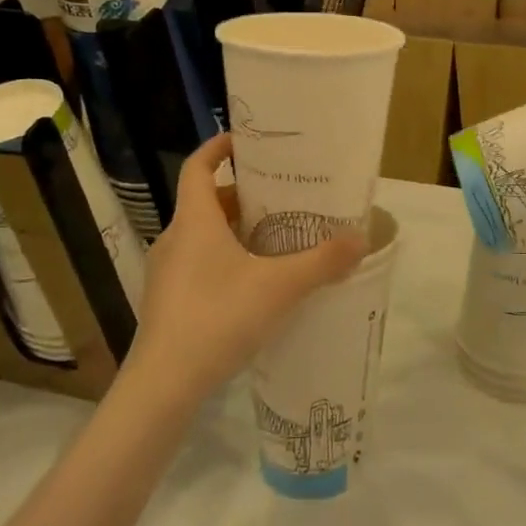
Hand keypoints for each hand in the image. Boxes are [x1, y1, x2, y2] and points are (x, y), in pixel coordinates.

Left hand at [123, 133, 365, 406]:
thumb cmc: (218, 318)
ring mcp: (166, 272)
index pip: (197, 166)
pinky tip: (253, 284)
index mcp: (195, 220)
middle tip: (281, 196)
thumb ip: (322, 262)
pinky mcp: (167, 301)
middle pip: (206, 201)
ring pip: (202, 235)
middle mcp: (175, 238)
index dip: (218, 147)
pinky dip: (223, 259)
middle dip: (241, 195)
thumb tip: (361, 240)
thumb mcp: (279, 287)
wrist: (163, 385)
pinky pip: (197, 264)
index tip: (247, 141)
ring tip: (274, 238)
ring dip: (234, 230)